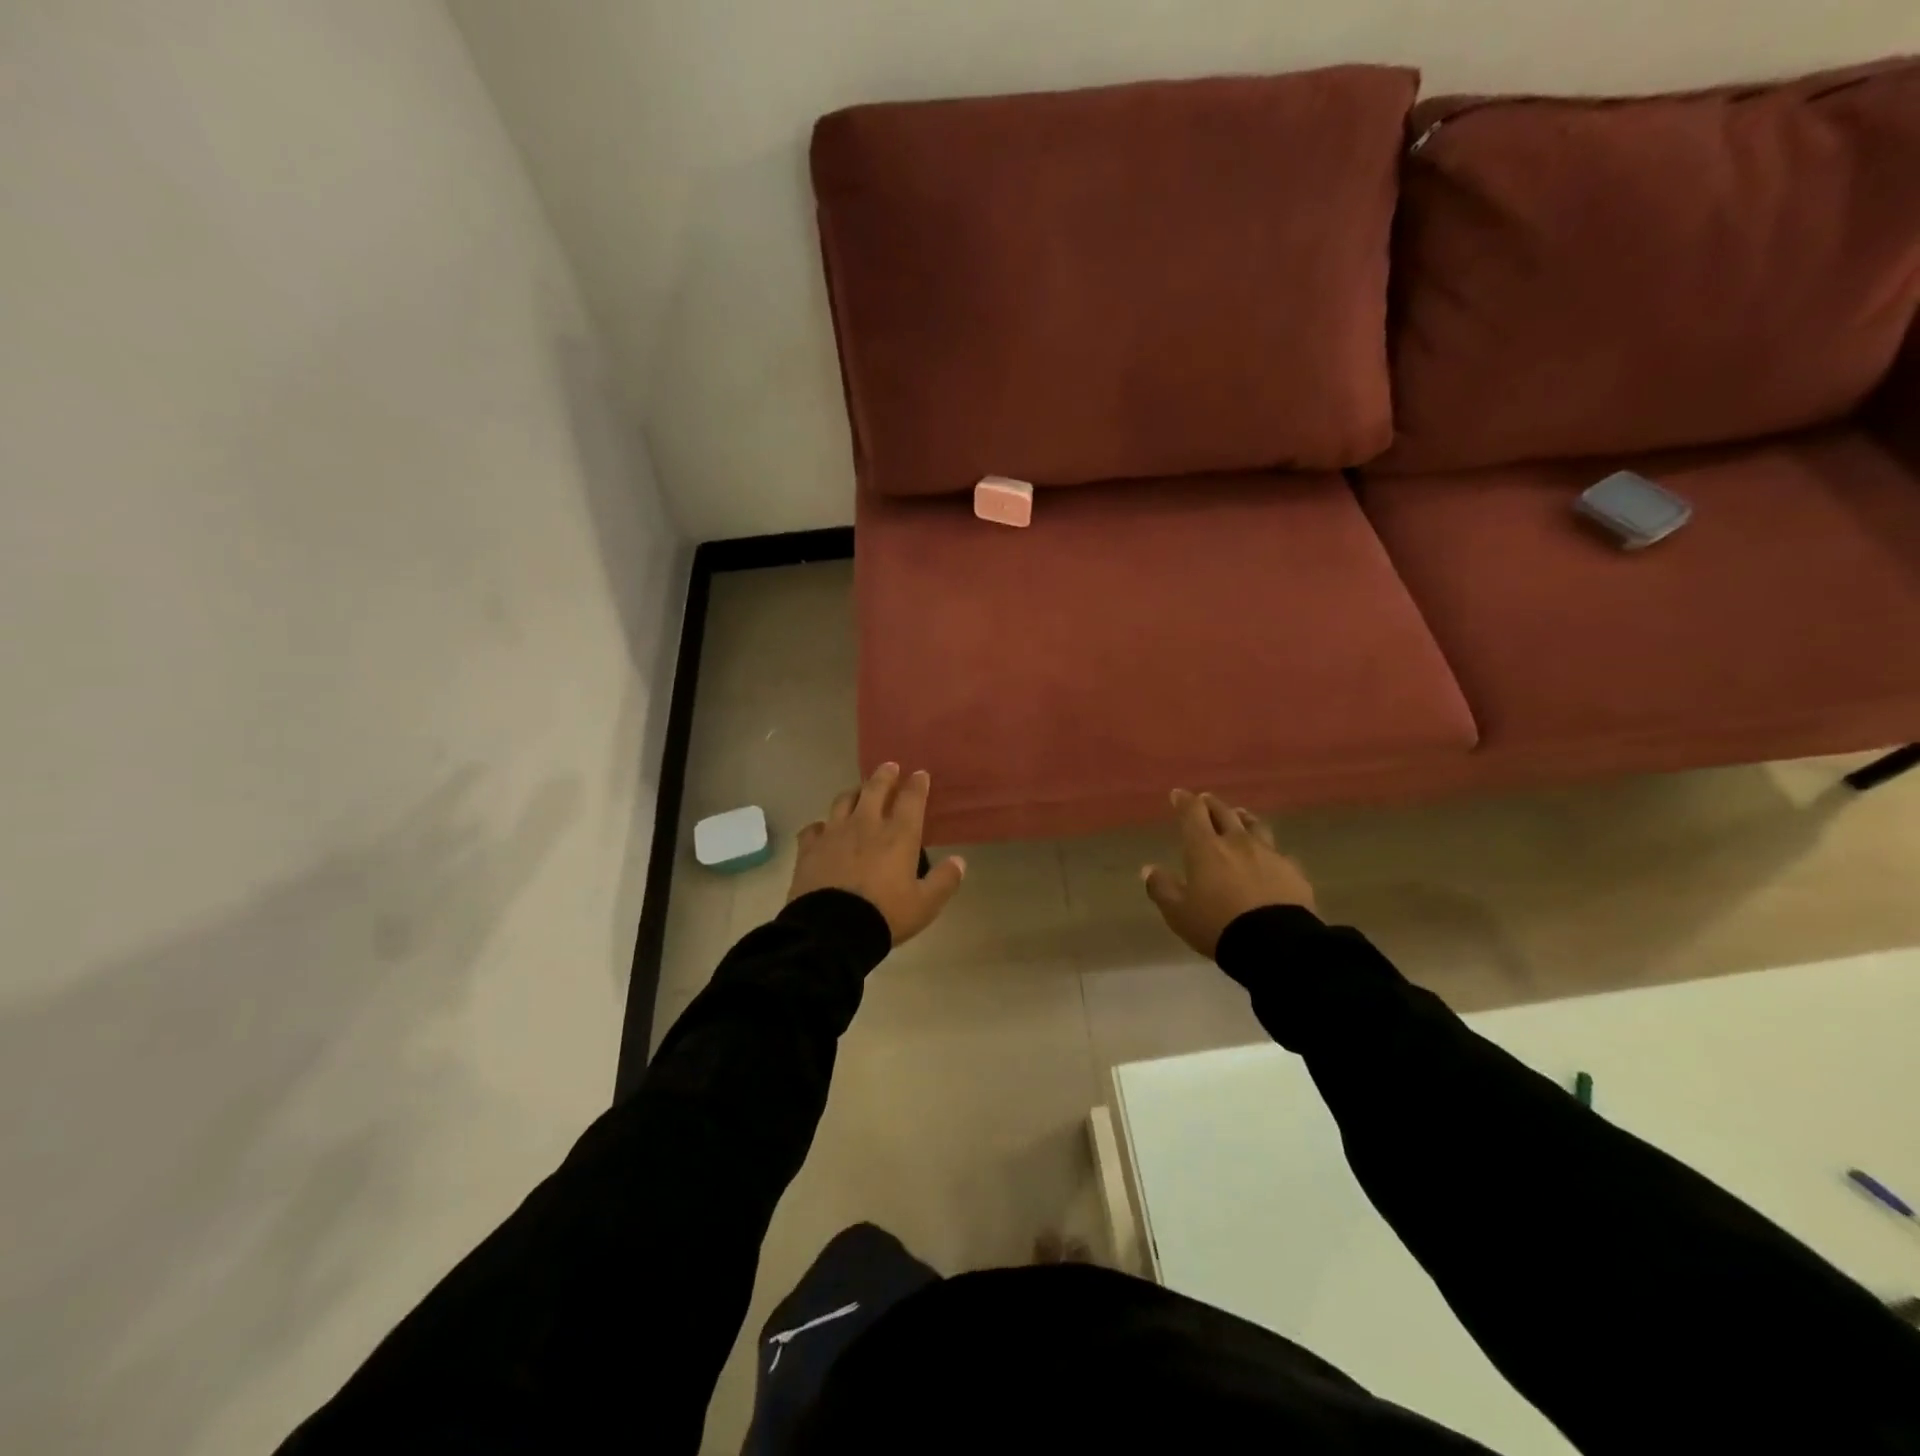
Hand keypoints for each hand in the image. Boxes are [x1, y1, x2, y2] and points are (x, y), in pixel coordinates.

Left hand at [789, 763, 966, 945]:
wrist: (831, 930)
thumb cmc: (884, 915)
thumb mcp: (925, 905)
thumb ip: (944, 881)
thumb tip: (960, 861)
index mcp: (898, 836)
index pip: (911, 799)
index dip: (917, 784)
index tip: (920, 774)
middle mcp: (866, 825)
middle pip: (875, 789)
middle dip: (885, 775)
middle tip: (889, 766)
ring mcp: (834, 833)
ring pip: (843, 801)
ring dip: (854, 792)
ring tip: (858, 792)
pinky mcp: (810, 848)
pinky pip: (814, 827)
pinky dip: (822, 825)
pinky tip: (823, 829)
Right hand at [1142, 790, 1315, 958]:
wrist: (1276, 944)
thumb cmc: (1218, 925)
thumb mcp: (1178, 912)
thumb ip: (1161, 888)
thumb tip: (1148, 869)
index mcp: (1205, 848)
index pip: (1193, 813)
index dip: (1184, 801)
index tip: (1178, 794)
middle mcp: (1237, 842)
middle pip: (1224, 813)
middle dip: (1211, 804)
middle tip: (1205, 800)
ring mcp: (1269, 854)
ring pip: (1255, 826)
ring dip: (1243, 818)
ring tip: (1240, 816)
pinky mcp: (1293, 871)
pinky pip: (1278, 853)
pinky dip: (1269, 849)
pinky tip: (1270, 856)